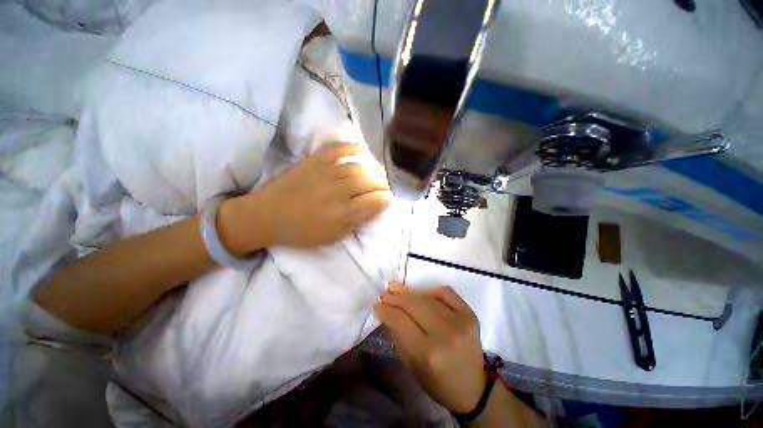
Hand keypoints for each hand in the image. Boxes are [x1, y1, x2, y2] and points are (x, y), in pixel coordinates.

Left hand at [249, 142, 390, 247]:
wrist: (268, 215)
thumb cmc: (302, 231)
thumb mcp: (334, 236)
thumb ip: (357, 222)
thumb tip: (376, 208)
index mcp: (344, 213)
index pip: (377, 201)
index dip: (386, 199)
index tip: (386, 199)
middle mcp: (339, 191)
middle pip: (372, 181)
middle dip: (382, 184)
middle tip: (382, 187)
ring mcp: (327, 172)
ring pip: (360, 166)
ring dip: (372, 170)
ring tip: (374, 173)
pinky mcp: (315, 160)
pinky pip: (338, 148)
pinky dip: (351, 147)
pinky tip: (360, 150)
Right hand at [374, 284, 486, 413]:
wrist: (473, 388)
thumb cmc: (437, 382)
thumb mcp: (411, 366)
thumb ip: (398, 337)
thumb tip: (386, 313)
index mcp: (427, 353)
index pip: (400, 321)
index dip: (386, 310)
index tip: (377, 305)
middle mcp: (445, 334)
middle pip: (413, 305)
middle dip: (395, 297)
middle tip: (385, 294)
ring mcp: (460, 321)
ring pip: (427, 297)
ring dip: (409, 292)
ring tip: (397, 289)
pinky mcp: (470, 314)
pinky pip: (446, 292)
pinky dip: (432, 291)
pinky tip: (422, 294)